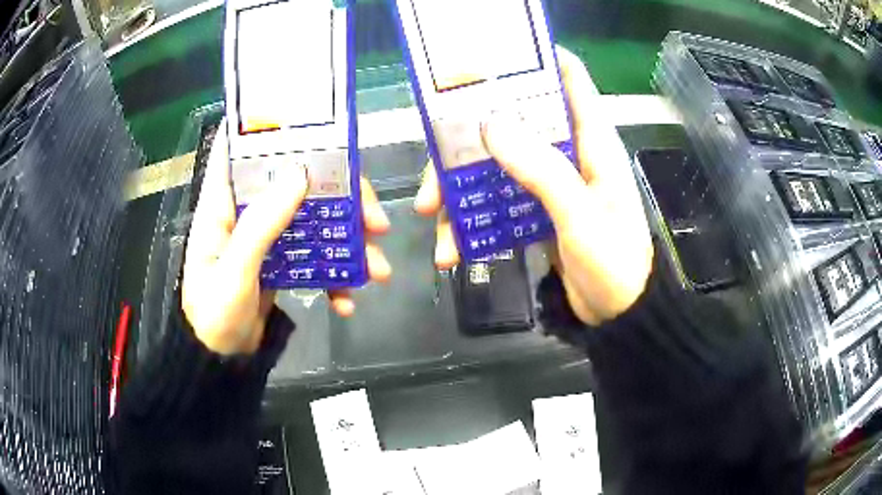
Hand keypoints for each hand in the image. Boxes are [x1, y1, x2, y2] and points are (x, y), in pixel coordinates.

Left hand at [182, 122, 391, 354]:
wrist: (221, 360)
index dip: (267, 129)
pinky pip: (312, 255)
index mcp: (223, 205)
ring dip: (348, 241)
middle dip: (340, 197)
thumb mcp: (234, 272)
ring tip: (377, 270)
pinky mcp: (281, 260)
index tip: (308, 123)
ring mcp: (266, 236)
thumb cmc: (213, 316)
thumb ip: (261, 225)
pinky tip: (346, 300)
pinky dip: (333, 275)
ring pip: (312, 219)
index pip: (239, 150)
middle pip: (295, 183)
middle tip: (376, 221)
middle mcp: (246, 212)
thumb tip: (299, 175)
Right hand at [414, 48, 652, 324]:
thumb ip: (542, 169)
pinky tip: (453, 249)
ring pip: (496, 163)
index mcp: (591, 140)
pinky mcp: (536, 210)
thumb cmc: (614, 263)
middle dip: (471, 138)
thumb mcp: (581, 216)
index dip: (534, 59)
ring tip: (433, 217)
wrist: (619, 315)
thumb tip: (491, 123)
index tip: (489, 59)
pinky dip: (472, 221)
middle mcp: (568, 151)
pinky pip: (496, 202)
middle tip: (435, 164)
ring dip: (461, 187)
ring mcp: (550, 181)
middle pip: (514, 122)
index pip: (568, 79)